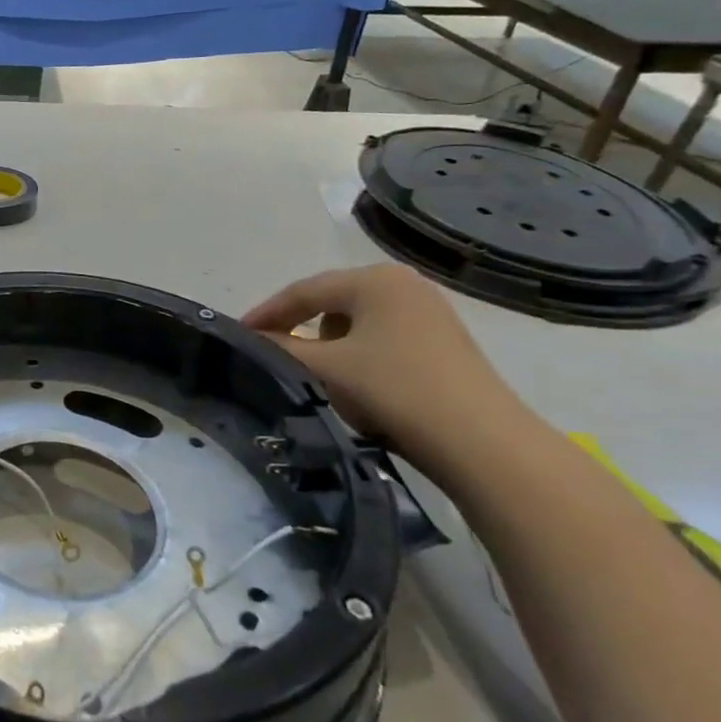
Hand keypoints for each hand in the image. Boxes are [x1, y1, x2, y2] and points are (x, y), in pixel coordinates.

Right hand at [241, 264, 529, 468]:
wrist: (481, 442)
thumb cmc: (395, 390)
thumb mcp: (327, 368)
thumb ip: (281, 348)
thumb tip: (249, 339)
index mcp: (374, 279)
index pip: (304, 290)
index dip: (267, 312)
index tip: (239, 333)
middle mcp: (403, 284)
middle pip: (331, 301)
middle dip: (298, 326)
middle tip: (268, 349)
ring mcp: (429, 312)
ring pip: (356, 321)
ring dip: (329, 343)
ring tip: (316, 371)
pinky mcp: (443, 341)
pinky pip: (382, 337)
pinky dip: (358, 354)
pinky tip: (356, 382)